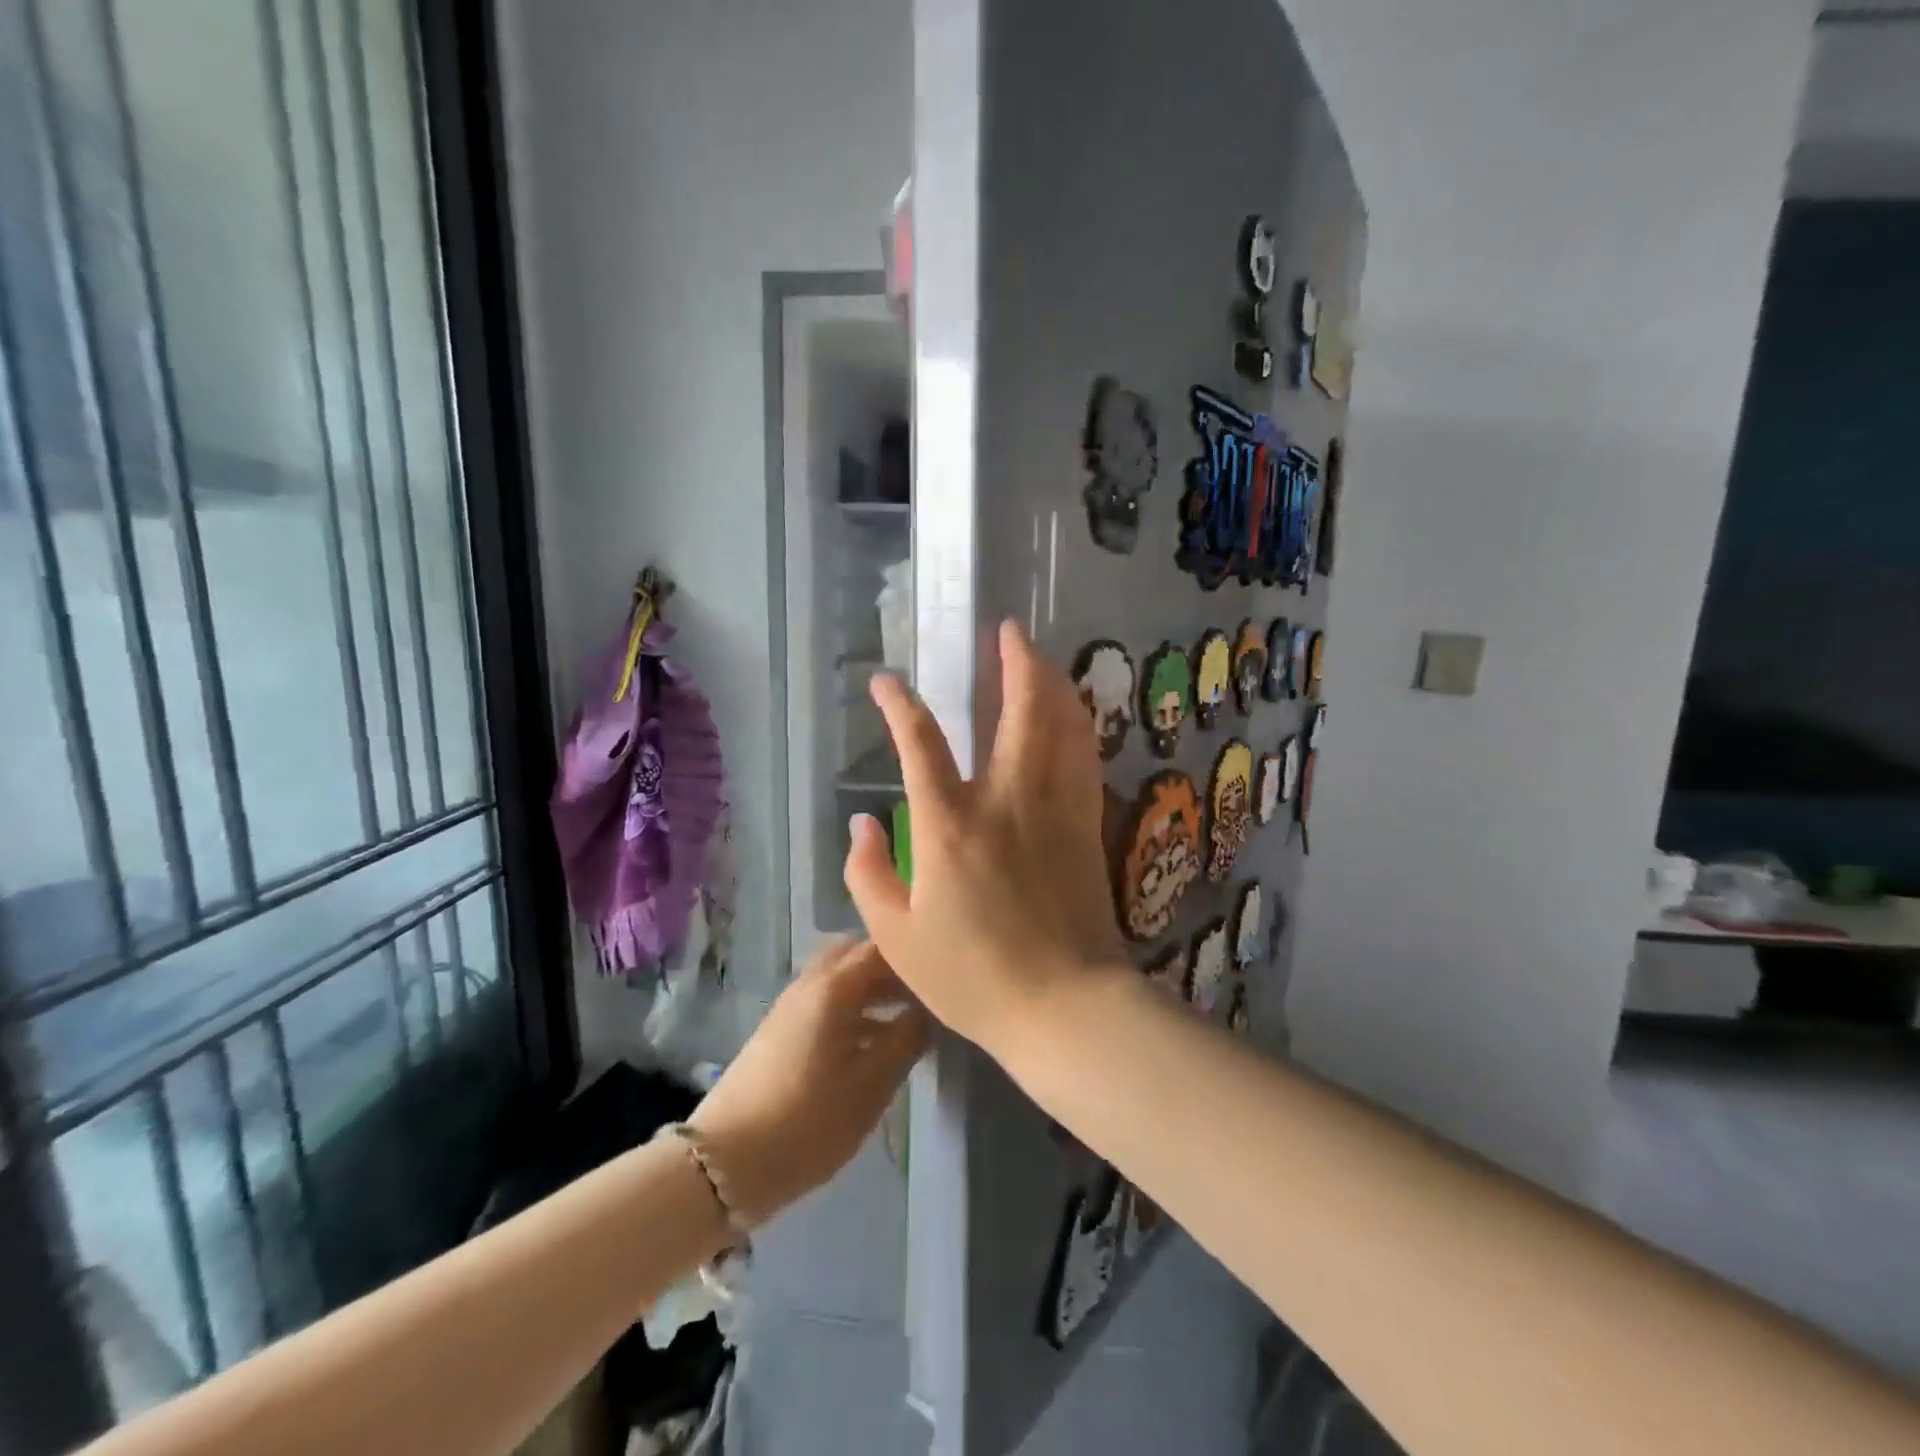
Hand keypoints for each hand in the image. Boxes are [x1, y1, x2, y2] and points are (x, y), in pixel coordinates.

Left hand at [689, 939, 926, 1227]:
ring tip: (904, 1020)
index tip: (942, 975)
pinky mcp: (778, 1031)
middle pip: (856, 956)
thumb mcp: (871, 1085)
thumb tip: (928, 1011)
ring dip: (871, 990)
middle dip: (891, 969)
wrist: (725, 1162)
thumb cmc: (808, 1121)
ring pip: (838, 979)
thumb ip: (906, 1040)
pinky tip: (870, 1044)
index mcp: (834, 987)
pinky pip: (824, 1001)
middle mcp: (809, 984)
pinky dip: (851, 1008)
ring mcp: (789, 1006)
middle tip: (923, 994)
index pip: (880, 947)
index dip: (913, 956)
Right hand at [843, 619, 1129, 1059]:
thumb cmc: (973, 977)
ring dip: (1052, 682)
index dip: (898, 703)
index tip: (885, 682)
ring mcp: (1055, 809)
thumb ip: (869, 875)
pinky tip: (1073, 714)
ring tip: (1041, 658)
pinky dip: (1078, 724)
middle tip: (1007, 632)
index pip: (919, 742)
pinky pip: (1085, 757)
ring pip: (1064, 724)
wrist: (1064, 1006)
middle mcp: (1006, 800)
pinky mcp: (1087, 825)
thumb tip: (862, 824)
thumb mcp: (896, 938)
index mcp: (950, 825)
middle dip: (1014, 661)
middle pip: (1019, 709)